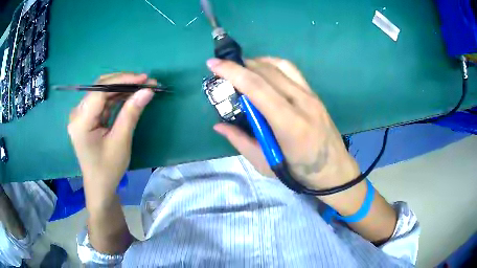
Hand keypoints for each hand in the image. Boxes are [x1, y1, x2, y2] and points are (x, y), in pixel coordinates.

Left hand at [68, 73, 154, 208]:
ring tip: (142, 87)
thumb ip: (131, 113)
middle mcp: (77, 113)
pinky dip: (117, 97)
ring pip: (102, 92)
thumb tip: (148, 90)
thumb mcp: (121, 141)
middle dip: (123, 82)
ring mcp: (81, 115)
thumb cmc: (108, 169)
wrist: (100, 186)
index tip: (144, 79)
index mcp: (80, 122)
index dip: (122, 80)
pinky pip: (102, 101)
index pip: (100, 91)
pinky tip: (130, 95)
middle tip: (146, 81)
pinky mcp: (87, 117)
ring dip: (122, 88)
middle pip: (100, 88)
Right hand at [208, 57, 359, 189]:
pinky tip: (263, 72)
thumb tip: (218, 125)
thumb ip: (241, 141)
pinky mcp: (315, 94)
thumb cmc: (300, 173)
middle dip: (240, 65)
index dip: (233, 72)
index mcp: (290, 124)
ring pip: (281, 66)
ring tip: (241, 68)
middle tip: (222, 68)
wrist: (334, 171)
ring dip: (257, 62)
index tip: (213, 64)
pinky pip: (292, 71)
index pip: (258, 88)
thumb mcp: (265, 164)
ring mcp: (311, 96)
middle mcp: (303, 103)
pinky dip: (273, 65)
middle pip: (267, 72)